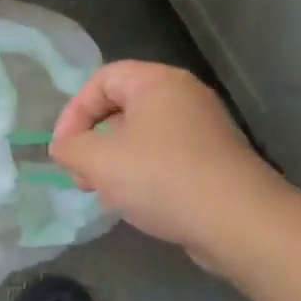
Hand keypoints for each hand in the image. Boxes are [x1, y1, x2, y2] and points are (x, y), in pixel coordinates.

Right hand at [50, 61, 298, 276]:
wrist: (236, 221)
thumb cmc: (161, 177)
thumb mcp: (99, 160)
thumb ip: (70, 148)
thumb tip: (64, 147)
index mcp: (157, 82)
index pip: (102, 80)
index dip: (74, 112)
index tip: (64, 149)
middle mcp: (183, 97)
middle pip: (121, 108)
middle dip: (92, 141)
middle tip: (80, 174)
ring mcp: (202, 130)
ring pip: (141, 137)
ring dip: (113, 162)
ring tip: (102, 193)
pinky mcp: (212, 161)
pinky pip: (164, 158)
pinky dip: (141, 175)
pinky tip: (132, 203)